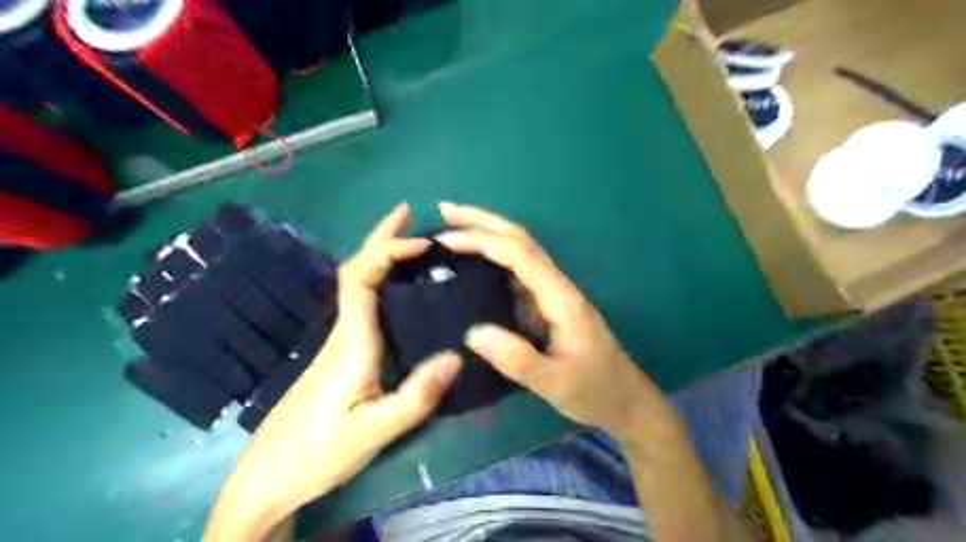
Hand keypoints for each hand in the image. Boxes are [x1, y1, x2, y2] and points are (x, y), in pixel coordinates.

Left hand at [207, 203, 460, 536]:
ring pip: (356, 285)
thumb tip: (457, 355)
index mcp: (351, 343)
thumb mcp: (376, 431)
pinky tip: (397, 288)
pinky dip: (381, 281)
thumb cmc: (320, 453)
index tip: (421, 242)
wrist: (270, 478)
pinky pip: (362, 303)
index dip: (387, 252)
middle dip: (380, 237)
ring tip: (409, 241)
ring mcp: (338, 342)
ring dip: (380, 256)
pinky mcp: (340, 354)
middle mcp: (342, 332)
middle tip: (406, 212)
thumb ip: (417, 395)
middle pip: (355, 271)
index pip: (361, 280)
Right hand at [435, 201, 665, 442]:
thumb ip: (518, 360)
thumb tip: (472, 332)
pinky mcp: (545, 308)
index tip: (445, 240)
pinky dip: (492, 261)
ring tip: (452, 231)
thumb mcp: (556, 383)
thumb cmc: (595, 390)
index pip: (519, 254)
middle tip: (445, 210)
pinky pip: (516, 275)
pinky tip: (474, 266)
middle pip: (520, 240)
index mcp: (560, 297)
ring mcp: (551, 295)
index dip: (482, 240)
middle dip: (483, 221)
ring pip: (519, 253)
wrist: (625, 400)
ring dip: (487, 235)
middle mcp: (555, 286)